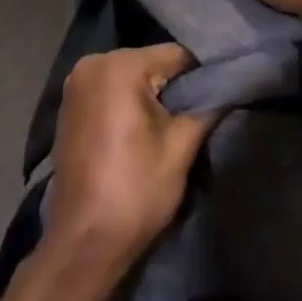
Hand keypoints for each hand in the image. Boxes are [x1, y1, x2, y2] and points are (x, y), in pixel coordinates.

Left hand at [46, 45, 214, 269]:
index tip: (223, 93)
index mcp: (118, 66)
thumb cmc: (135, 192)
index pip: (176, 55)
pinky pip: (113, 91)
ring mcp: (76, 84)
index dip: (203, 75)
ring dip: (154, 96)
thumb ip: (207, 107)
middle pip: (152, 63)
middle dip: (176, 85)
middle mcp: (92, 64)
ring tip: (176, 122)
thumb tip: (230, 85)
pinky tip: (146, 129)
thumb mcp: (181, 147)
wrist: (83, 245)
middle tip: (202, 111)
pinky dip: (131, 104)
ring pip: (133, 77)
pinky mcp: (71, 106)